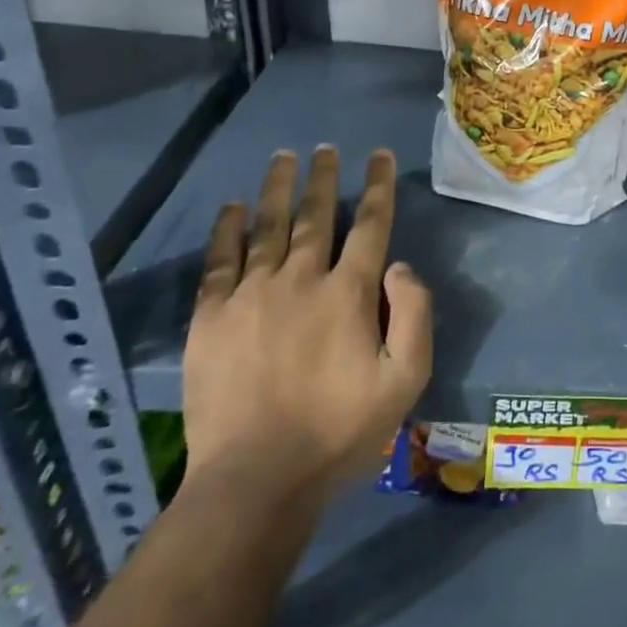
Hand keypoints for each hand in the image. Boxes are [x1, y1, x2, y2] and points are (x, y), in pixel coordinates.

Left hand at [182, 147, 431, 497]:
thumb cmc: (341, 430)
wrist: (257, 477)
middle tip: (325, 148)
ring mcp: (251, 295)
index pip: (370, 225)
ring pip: (267, 228)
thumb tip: (400, 265)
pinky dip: (228, 229)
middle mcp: (300, 280)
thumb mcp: (406, 379)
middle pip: (315, 216)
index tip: (379, 156)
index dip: (378, 187)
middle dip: (323, 178)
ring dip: (277, 189)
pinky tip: (233, 207)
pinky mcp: (212, 317)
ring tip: (283, 157)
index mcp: (350, 293)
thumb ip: (415, 315)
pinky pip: (219, 261)